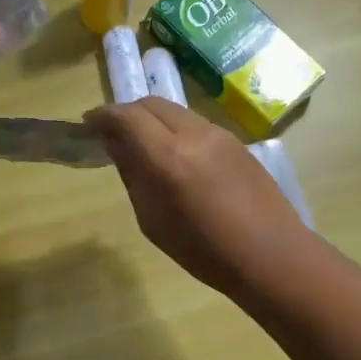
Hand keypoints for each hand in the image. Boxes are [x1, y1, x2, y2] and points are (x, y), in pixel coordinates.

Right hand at [84, 97, 309, 295]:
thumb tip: (117, 146)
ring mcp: (220, 134)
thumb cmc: (206, 251)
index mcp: (169, 158)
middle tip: (112, 133)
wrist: (272, 255)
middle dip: (127, 112)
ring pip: (176, 111)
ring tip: (142, 143)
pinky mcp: (237, 141)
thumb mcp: (154, 221)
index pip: (128, 117)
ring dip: (152, 119)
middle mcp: (194, 134)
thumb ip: (133, 176)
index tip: (88, 124)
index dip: (103, 116)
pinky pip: (196, 124)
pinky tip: (174, 154)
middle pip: (152, 104)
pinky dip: (175, 129)